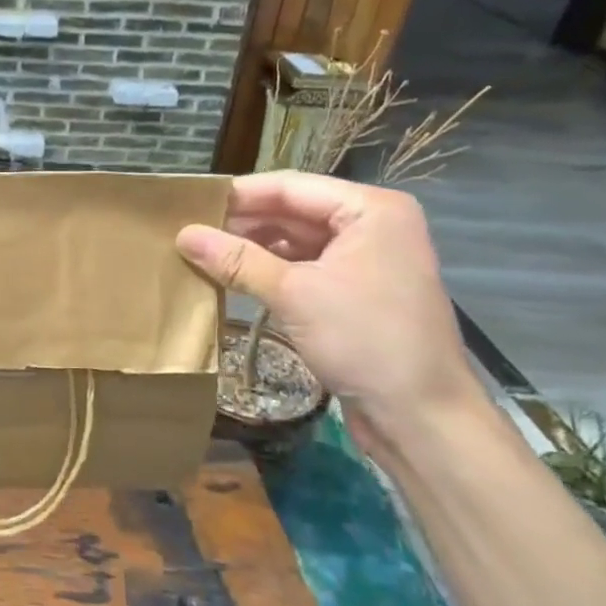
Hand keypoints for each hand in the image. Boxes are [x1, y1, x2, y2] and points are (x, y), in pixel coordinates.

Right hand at [176, 171, 483, 437]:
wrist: (423, 418)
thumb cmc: (365, 340)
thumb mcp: (293, 294)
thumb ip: (237, 260)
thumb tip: (182, 235)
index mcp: (370, 209)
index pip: (289, 186)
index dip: (237, 195)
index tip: (188, 204)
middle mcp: (371, 225)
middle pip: (292, 211)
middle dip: (242, 222)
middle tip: (187, 232)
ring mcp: (366, 259)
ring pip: (295, 240)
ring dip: (252, 248)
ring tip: (201, 253)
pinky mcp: (356, 291)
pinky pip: (304, 267)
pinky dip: (270, 270)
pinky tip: (233, 277)